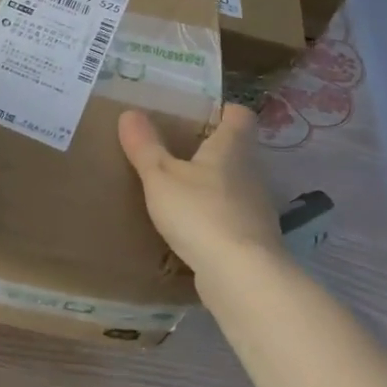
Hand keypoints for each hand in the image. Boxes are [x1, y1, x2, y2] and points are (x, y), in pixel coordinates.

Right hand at [118, 104, 289, 289]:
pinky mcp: (253, 239)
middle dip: (212, 148)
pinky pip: (232, 216)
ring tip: (181, 188)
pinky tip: (193, 226)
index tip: (202, 111)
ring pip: (235, 184)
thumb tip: (130, 112)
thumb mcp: (161, 176)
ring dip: (213, 184)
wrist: (242, 276)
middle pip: (237, 150)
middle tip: (179, 148)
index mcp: (231, 148)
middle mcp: (251, 172)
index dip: (224, 110)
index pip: (240, 115)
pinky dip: (215, 215)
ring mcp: (256, 208)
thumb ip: (145, 146)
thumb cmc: (200, 213)